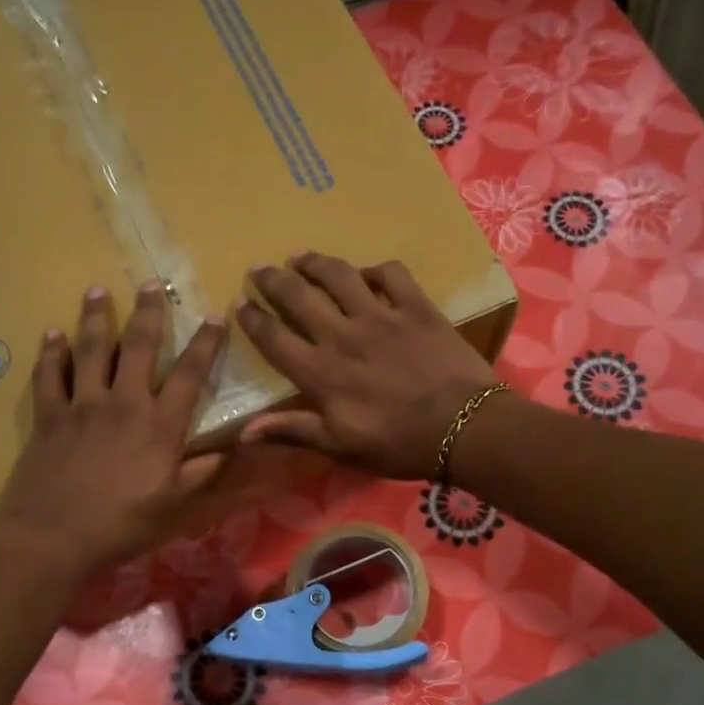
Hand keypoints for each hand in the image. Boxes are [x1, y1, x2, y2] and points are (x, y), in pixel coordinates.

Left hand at [0, 281, 225, 573]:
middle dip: (148, 312)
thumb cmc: (121, 525)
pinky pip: (49, 375)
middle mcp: (123, 404)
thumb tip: (229, 451)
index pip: (189, 375)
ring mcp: (82, 406)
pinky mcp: (48, 416)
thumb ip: (200, 474)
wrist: (54, 537)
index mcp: (159, 426)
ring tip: (98, 289)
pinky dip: (50, 352)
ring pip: (91, 350)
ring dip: (96, 317)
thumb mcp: (173, 506)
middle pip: (139, 347)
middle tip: (151, 282)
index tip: (215, 316)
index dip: (205, 344)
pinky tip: (52, 333)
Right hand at [235, 254, 497, 480]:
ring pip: (339, 276)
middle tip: (259, 268)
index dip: (253, 319)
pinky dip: (375, 270)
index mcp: (322, 372)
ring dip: (315, 263)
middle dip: (273, 280)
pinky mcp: (416, 307)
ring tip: (300, 256)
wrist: (464, 428)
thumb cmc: (399, 444)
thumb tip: (243, 431)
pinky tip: (368, 274)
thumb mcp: (341, 447)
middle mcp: (344, 335)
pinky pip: (391, 274)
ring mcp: (381, 316)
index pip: (275, 339)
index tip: (239, 303)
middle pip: (299, 297)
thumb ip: (294, 431)